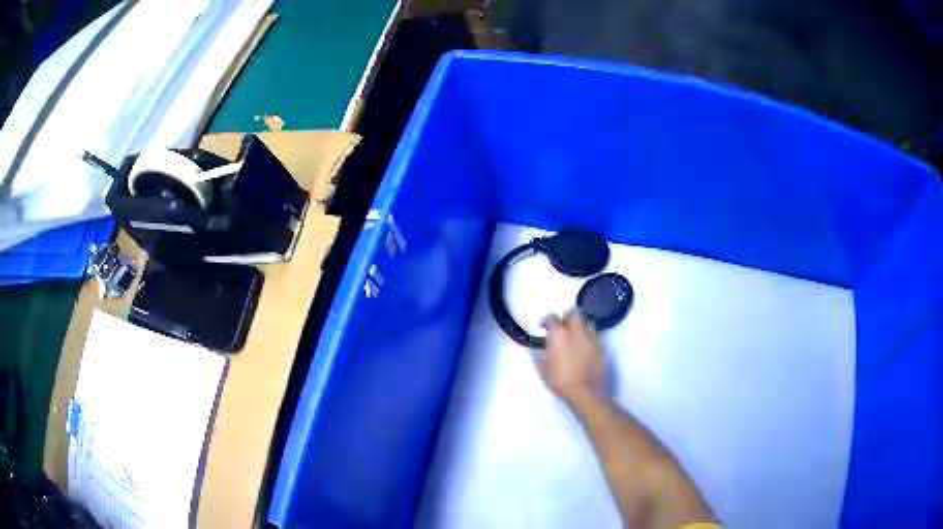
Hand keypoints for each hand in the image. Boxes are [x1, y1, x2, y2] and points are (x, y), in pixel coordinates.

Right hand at [537, 311, 606, 409]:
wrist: (586, 393)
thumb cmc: (560, 382)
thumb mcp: (543, 369)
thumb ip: (538, 354)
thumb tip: (535, 345)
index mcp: (559, 335)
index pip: (552, 318)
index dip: (547, 320)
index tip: (544, 326)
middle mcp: (576, 332)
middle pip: (574, 313)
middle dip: (567, 317)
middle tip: (562, 327)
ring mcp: (591, 338)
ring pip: (587, 322)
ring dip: (580, 325)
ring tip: (575, 336)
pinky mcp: (601, 346)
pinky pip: (595, 335)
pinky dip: (588, 336)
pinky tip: (584, 347)